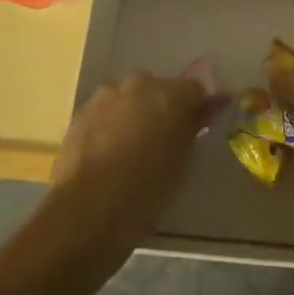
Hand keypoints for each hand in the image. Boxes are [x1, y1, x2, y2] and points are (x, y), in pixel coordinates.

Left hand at [50, 71, 211, 254]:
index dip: (195, 109)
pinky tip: (104, 155)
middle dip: (159, 108)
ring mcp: (107, 96)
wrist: (87, 210)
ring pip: (127, 98)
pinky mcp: (80, 112)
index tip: (193, 131)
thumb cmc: (146, 190)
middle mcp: (139, 84)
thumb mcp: (180, 163)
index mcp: (171, 94)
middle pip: (157, 89)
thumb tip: (213, 104)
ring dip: (131, 114)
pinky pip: (103, 112)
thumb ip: (194, 126)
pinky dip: (107, 125)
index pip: (194, 90)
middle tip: (159, 142)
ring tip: (128, 150)